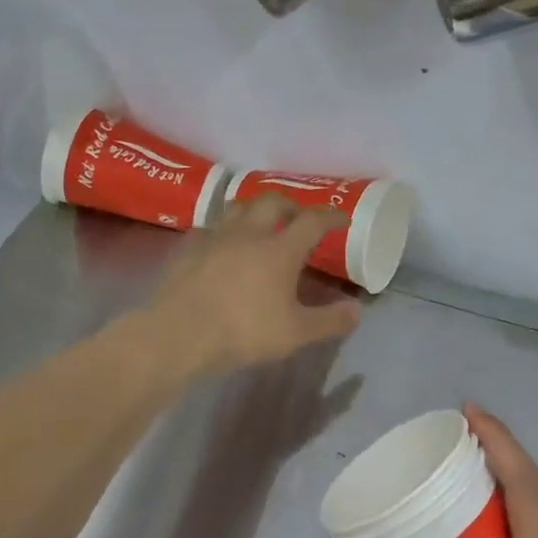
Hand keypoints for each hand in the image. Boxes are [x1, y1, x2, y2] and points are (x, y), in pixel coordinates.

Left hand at [147, 196, 361, 376]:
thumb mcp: (296, 334)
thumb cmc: (244, 332)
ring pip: (237, 207)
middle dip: (290, 205)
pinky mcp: (187, 248)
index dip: (331, 217)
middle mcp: (248, 233)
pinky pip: (208, 227)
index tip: (341, 219)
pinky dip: (221, 229)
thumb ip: (330, 321)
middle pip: (272, 202)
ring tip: (259, 221)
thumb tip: (357, 310)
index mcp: (279, 250)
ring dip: (253, 208)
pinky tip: (219, 242)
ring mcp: (214, 237)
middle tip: (298, 217)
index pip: (312, 222)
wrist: (180, 334)